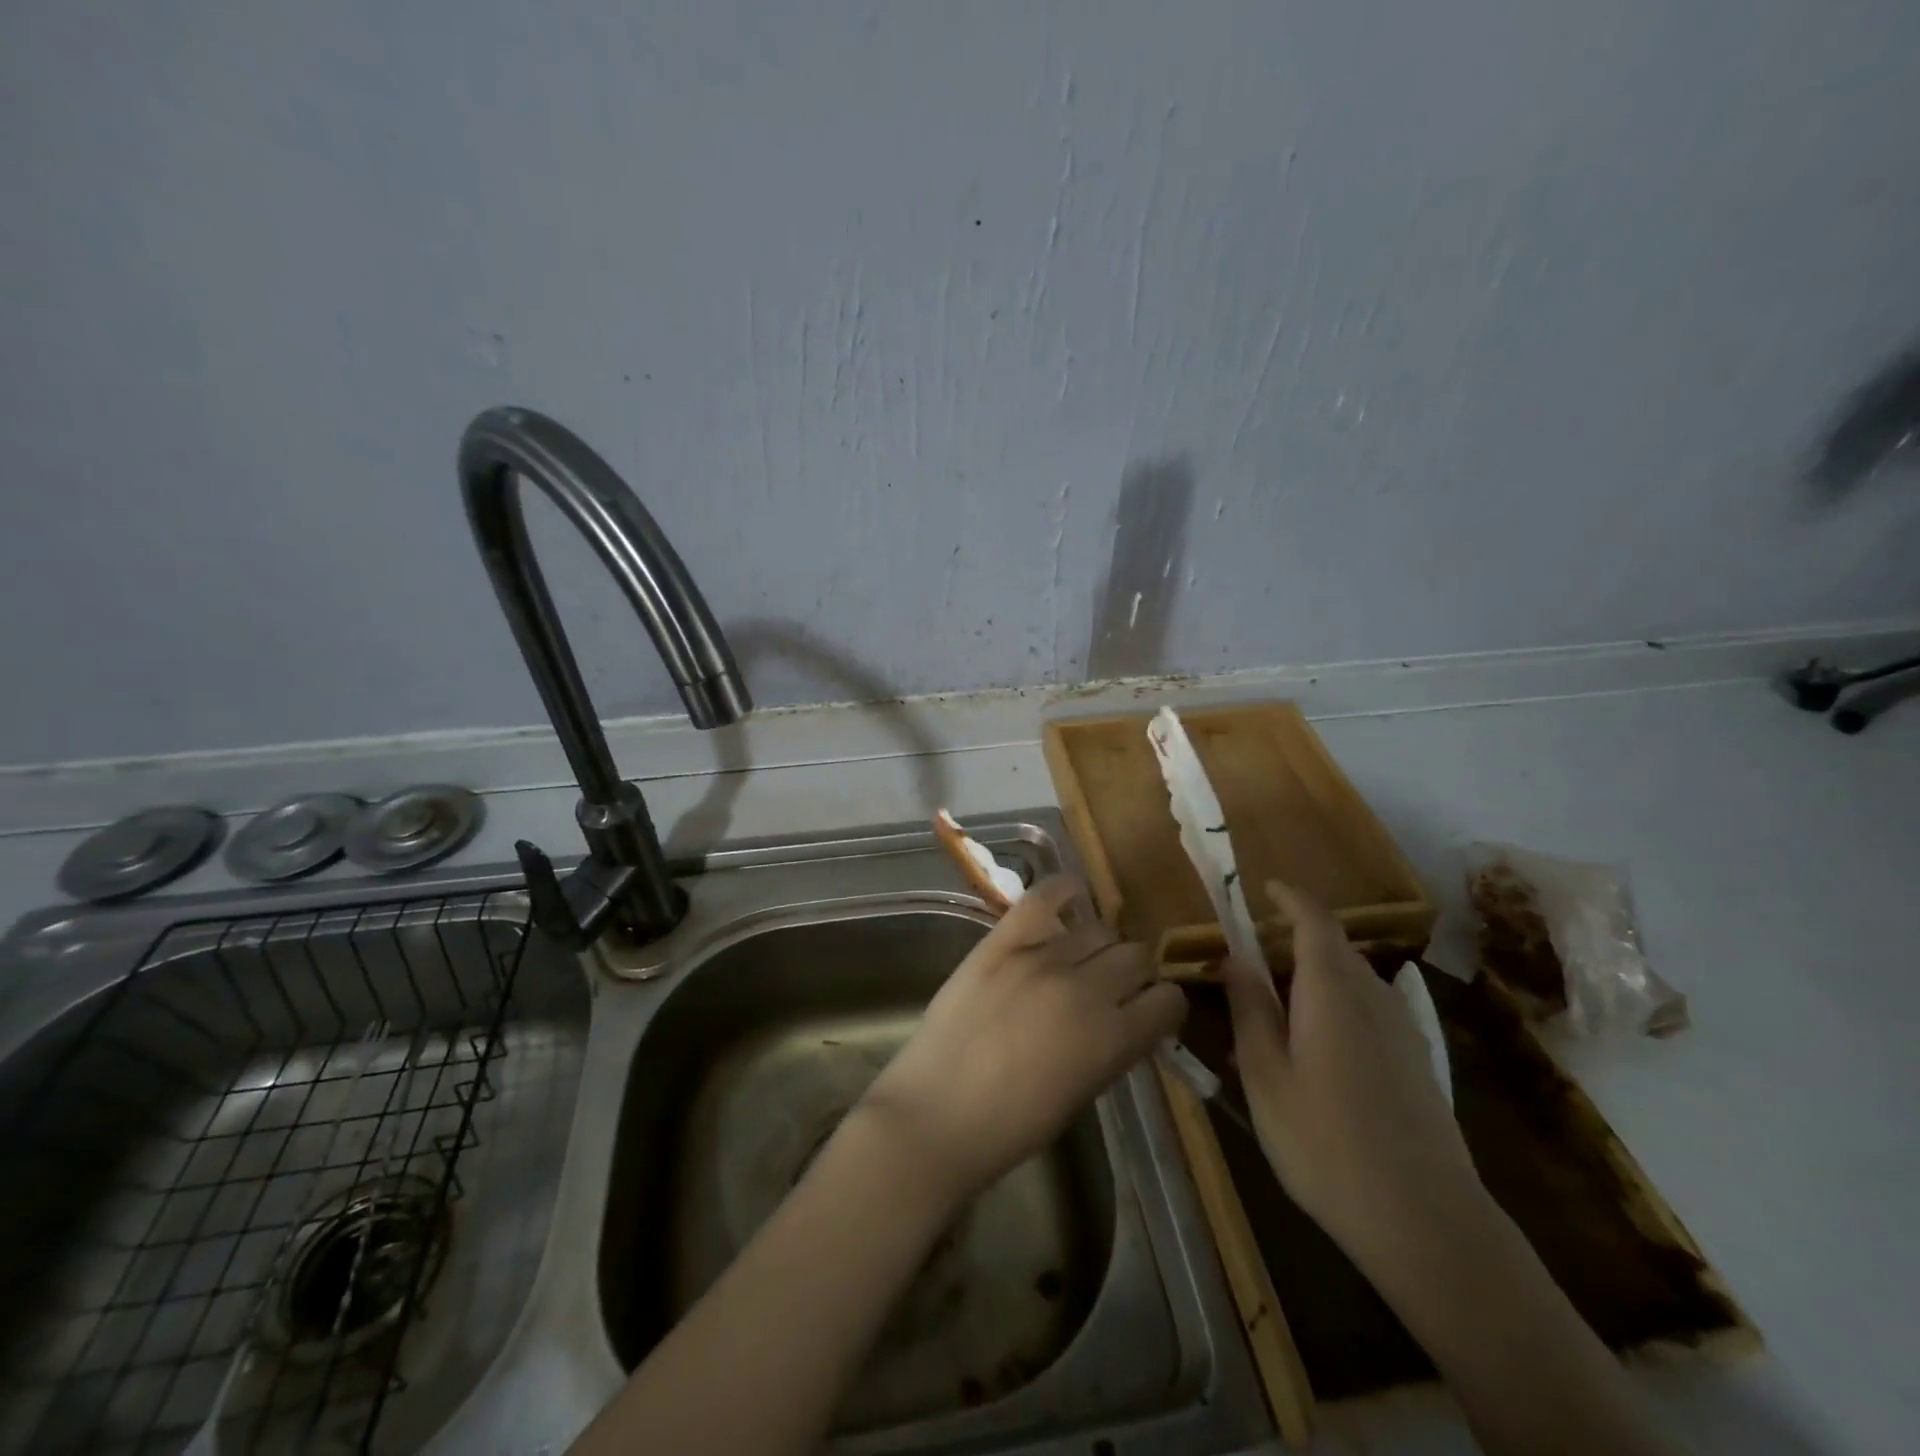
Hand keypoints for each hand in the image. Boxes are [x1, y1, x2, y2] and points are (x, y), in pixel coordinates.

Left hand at [861, 876, 1185, 1202]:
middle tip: (1113, 986)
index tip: (1150, 1010)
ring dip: (1101, 944)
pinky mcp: (1001, 941)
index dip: (1163, 1005)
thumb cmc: (1012, 1125)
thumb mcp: (1083, 1092)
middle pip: (1137, 955)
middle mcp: (1086, 989)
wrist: (935, 1115)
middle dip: (1135, 972)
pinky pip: (1044, 897)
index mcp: (1112, 1039)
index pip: (1168, 999)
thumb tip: (1128, 1017)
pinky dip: (1064, 891)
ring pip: (1099, 928)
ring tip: (1082, 958)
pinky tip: (1071, 898)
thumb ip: (1113, 1047)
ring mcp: (1041, 958)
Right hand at [1224, 880, 1483, 1265]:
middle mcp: (1373, 997)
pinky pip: (1368, 1010)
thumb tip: (1235, 958)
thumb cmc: (1325, 1142)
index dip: (1290, 898)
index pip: (1315, 921)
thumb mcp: (1264, 1076)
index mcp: (1332, 990)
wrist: (1425, 1221)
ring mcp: (1402, 1030)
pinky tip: (1316, 1052)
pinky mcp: (1416, 1062)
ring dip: (1313, 978)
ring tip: (1275, 1014)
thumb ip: (1249, 1009)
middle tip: (1249, 968)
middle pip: (1332, 949)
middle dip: (1291, 943)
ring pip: (1351, 981)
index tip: (1263, 888)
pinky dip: (1335, 1006)